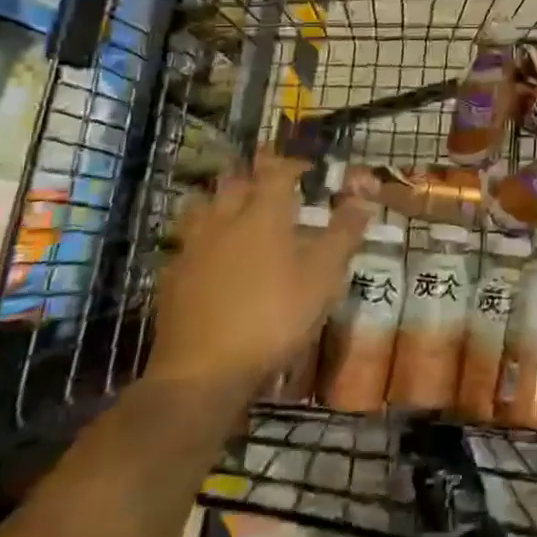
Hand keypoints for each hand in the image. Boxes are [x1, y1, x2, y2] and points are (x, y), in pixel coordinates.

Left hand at [149, 149, 370, 395]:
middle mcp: (224, 220)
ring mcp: (193, 248)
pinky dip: (200, 238)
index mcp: (263, 213)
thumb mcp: (323, 275)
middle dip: (253, 175)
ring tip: (234, 210)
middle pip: (234, 182)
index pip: (277, 171)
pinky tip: (207, 255)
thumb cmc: (273, 316)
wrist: (203, 372)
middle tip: (270, 181)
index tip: (308, 167)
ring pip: (202, 207)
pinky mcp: (171, 278)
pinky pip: (185, 243)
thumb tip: (364, 196)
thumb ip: (344, 232)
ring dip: (220, 201)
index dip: (293, 163)